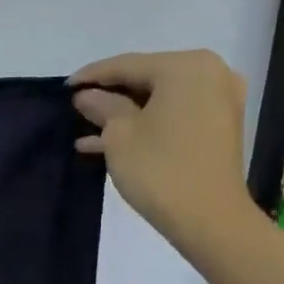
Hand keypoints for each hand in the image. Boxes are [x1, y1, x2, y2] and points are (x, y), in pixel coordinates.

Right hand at [71, 50, 255, 246]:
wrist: (209, 219)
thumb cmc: (160, 170)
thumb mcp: (119, 136)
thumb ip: (101, 106)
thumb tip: (86, 95)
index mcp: (186, 66)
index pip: (128, 64)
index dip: (92, 76)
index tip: (63, 88)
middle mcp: (210, 73)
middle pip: (147, 78)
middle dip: (110, 95)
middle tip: (77, 106)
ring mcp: (219, 100)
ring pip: (159, 100)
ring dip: (124, 114)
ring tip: (86, 128)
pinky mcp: (219, 126)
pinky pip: (174, 115)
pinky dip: (146, 125)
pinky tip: (110, 142)